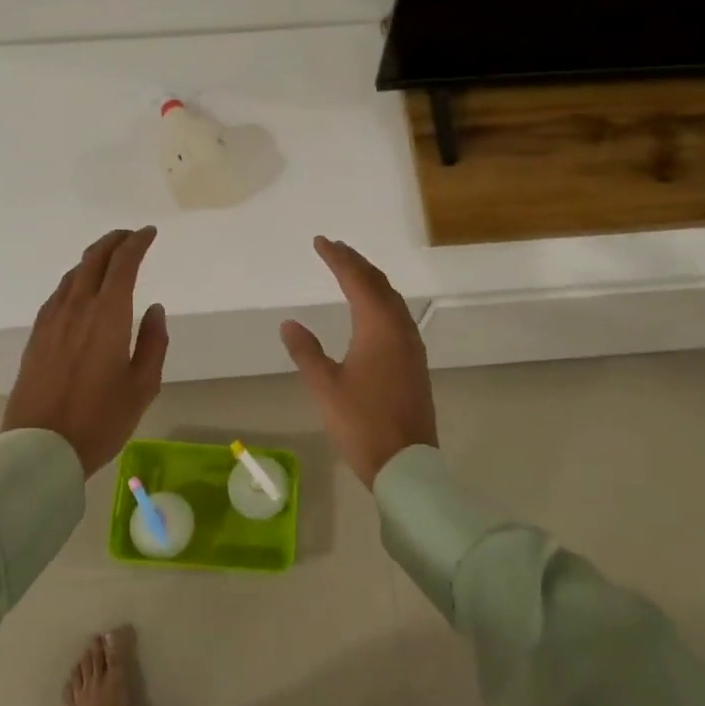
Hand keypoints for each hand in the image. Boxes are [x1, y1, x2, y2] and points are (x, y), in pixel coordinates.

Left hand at [4, 227, 168, 476]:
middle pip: (93, 259)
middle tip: (130, 236)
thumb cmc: (101, 419)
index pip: (123, 264)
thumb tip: (153, 309)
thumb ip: (153, 342)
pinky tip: (79, 291)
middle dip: (114, 241)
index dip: (137, 243)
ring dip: (93, 259)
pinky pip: (58, 294)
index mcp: (108, 315)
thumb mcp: (143, 386)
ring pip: (73, 274)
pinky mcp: (36, 336)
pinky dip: (75, 280)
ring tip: (108, 259)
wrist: (40, 448)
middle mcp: (77, 308)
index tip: (149, 233)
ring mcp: (52, 321)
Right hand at [280, 236, 436, 485]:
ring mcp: (412, 345)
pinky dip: (382, 300)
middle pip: (379, 284)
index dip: (338, 258)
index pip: (356, 280)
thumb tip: (289, 323)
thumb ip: (307, 352)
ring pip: (392, 299)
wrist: (406, 463)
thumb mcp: (326, 387)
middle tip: (335, 248)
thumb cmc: (362, 423)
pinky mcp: (415, 362)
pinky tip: (372, 309)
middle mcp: (399, 329)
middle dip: (356, 262)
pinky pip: (398, 315)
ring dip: (371, 280)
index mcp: (378, 328)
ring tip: (351, 269)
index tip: (320, 241)